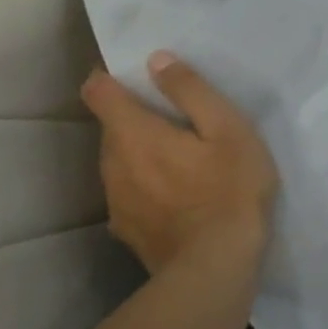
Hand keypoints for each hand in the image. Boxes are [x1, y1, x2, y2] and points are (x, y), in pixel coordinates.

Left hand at [81, 53, 277, 272]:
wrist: (215, 268)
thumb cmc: (229, 189)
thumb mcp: (228, 129)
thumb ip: (191, 91)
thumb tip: (157, 60)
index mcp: (134, 133)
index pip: (98, 92)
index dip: (109, 76)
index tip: (134, 74)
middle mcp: (113, 164)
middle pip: (110, 128)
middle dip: (134, 116)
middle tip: (175, 118)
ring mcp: (116, 201)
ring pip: (118, 162)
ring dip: (139, 153)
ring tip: (178, 158)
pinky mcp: (126, 231)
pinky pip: (128, 193)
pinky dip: (145, 185)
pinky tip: (175, 197)